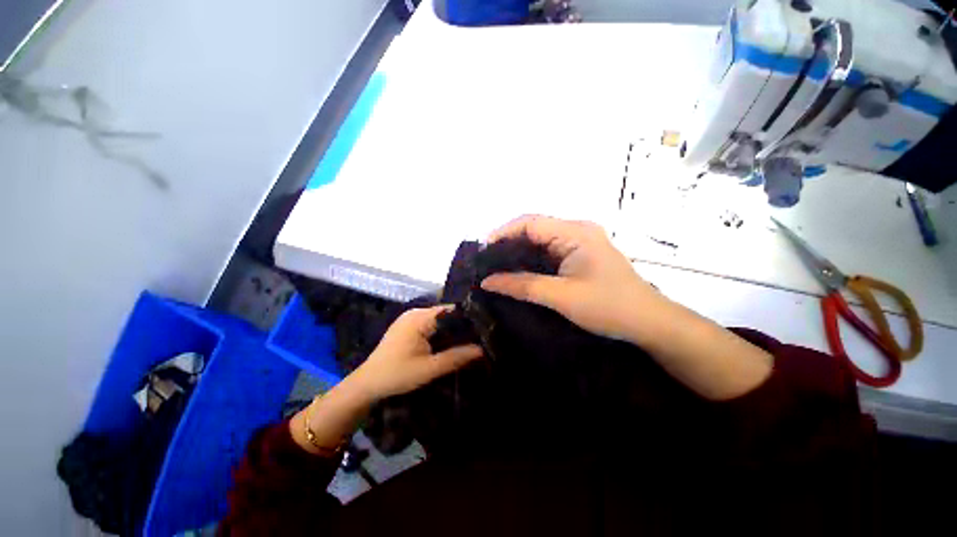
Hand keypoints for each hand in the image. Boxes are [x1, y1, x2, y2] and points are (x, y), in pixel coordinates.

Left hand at [352, 306, 483, 399]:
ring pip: (438, 319)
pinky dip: (440, 332)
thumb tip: (482, 349)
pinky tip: (449, 343)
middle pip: (445, 314)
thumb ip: (456, 357)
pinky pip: (429, 324)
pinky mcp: (406, 326)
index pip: (451, 311)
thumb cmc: (397, 375)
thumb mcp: (429, 369)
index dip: (467, 320)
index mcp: (419, 318)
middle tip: (478, 338)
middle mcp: (415, 312)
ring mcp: (409, 318)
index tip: (482, 331)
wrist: (367, 385)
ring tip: (468, 341)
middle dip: (460, 326)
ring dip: (450, 330)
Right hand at [480, 215, 663, 340]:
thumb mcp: (561, 297)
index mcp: (575, 232)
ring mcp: (580, 241)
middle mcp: (577, 229)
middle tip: (487, 262)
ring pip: (540, 239)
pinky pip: (549, 250)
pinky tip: (519, 271)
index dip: (503, 233)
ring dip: (519, 252)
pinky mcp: (580, 254)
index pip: (530, 222)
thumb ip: (522, 286)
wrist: (649, 323)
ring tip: (497, 267)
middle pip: (534, 227)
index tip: (483, 252)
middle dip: (508, 242)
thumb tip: (487, 281)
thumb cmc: (609, 307)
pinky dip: (531, 259)